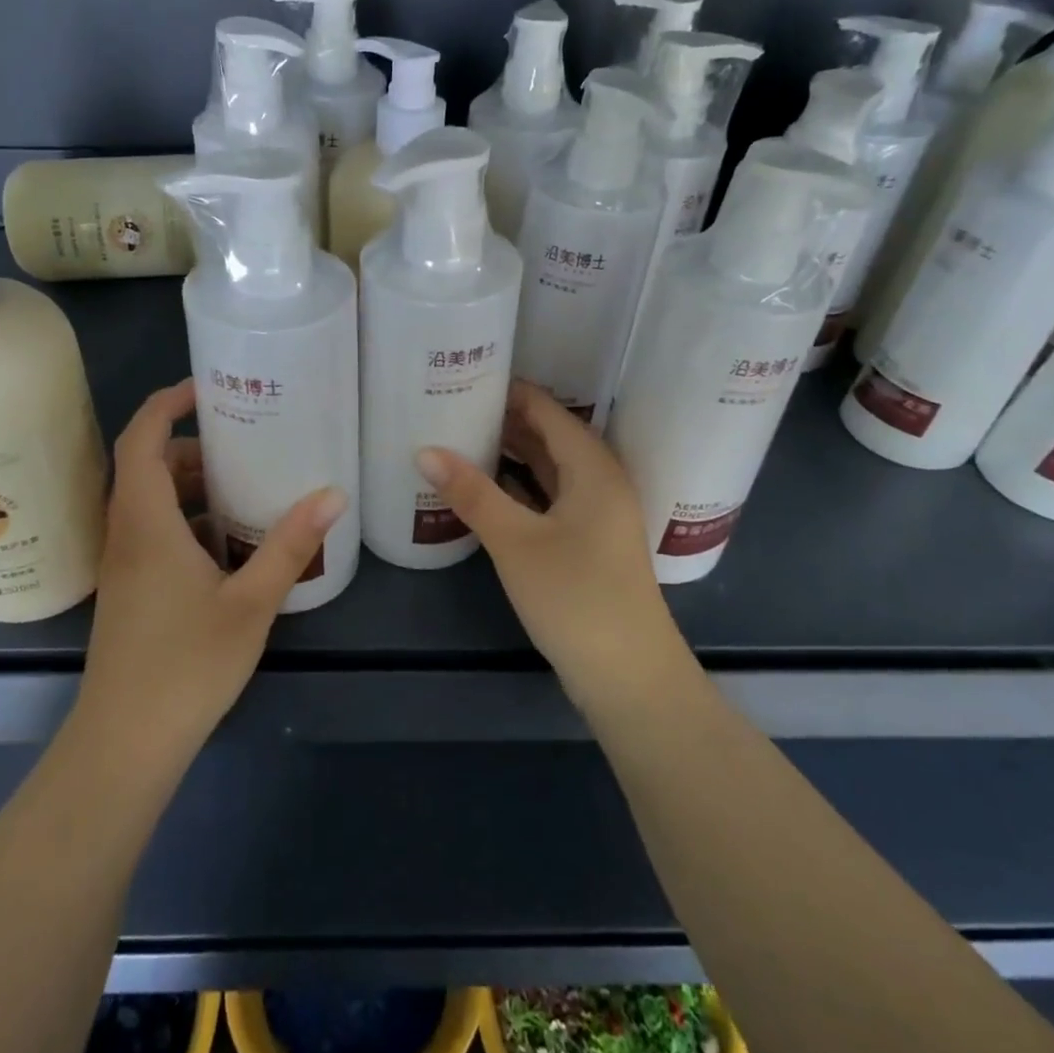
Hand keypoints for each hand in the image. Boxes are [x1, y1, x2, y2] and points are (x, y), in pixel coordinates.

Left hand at [76, 379, 347, 764]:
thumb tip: (333, 493)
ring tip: (245, 487)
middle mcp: (126, 533)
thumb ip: (290, 545)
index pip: (140, 438)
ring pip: (149, 502)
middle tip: (244, 443)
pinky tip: (229, 544)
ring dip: (189, 486)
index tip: (206, 387)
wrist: (127, 741)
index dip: (166, 403)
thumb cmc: (187, 665)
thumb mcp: (250, 601)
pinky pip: (153, 532)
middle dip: (190, 446)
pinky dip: (186, 520)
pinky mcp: (131, 589)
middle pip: (145, 466)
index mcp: (146, 523)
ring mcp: (125, 564)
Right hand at [416, 381, 689, 708]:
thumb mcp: (515, 541)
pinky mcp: (586, 543)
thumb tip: (425, 449)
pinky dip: (519, 487)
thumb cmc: (575, 596)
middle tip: (452, 406)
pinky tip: (484, 489)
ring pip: (549, 469)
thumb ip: (472, 493)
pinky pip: (548, 498)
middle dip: (505, 420)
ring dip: (511, 455)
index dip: (509, 391)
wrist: (627, 675)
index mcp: (593, 467)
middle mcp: (599, 482)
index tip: (464, 377)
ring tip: (460, 438)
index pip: (547, 410)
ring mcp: (595, 515)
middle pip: (549, 436)